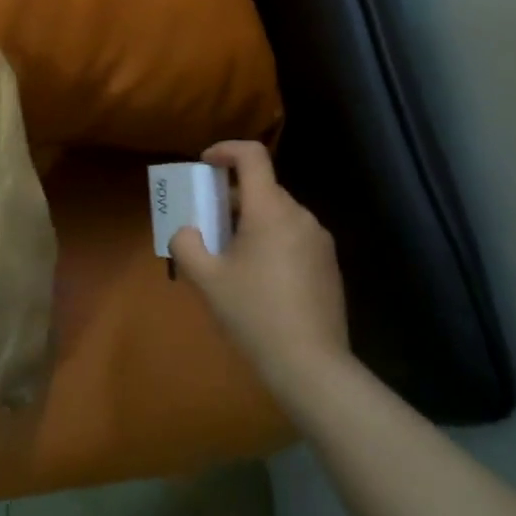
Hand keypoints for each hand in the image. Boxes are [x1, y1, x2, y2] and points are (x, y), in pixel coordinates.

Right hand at [171, 141, 349, 396]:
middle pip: (263, 188)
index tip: (204, 165)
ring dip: (252, 222)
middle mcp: (300, 216)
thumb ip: (186, 245)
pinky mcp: (329, 265)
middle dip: (232, 198)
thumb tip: (186, 232)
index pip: (252, 156)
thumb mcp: (207, 280)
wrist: (311, 365)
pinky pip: (294, 237)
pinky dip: (271, 241)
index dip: (225, 150)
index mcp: (270, 210)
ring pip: (279, 215)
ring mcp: (320, 241)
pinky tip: (259, 280)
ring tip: (230, 258)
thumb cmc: (254, 314)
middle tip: (207, 224)